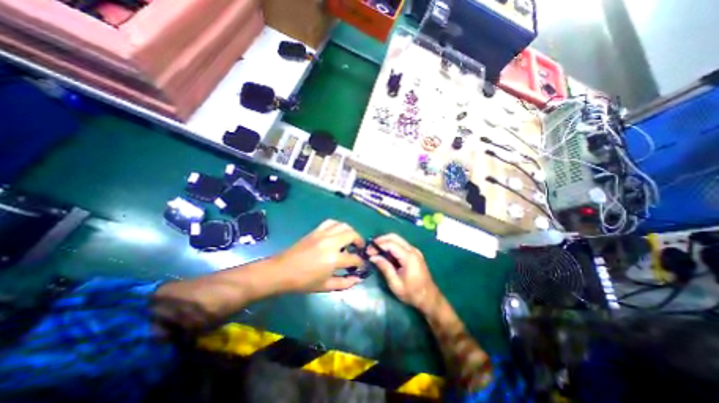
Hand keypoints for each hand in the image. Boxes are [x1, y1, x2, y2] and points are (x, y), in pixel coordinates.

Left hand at [272, 221, 367, 291]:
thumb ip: (344, 283)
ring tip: (350, 239)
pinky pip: (331, 222)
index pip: (354, 258)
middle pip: (352, 235)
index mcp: (333, 258)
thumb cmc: (303, 282)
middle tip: (359, 248)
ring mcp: (323, 234)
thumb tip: (358, 278)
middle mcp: (331, 242)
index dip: (360, 262)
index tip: (361, 265)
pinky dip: (338, 225)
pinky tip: (337, 233)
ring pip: (343, 225)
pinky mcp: (316, 230)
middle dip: (359, 241)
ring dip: (350, 231)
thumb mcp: (325, 286)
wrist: (282, 271)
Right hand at [368, 233, 440, 310]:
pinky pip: (400, 244)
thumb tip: (372, 257)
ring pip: (397, 239)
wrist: (430, 298)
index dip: (378, 245)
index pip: (390, 244)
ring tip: (375, 250)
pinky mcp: (414, 253)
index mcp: (409, 257)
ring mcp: (414, 250)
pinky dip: (391, 245)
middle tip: (370, 248)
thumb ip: (385, 268)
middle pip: (394, 237)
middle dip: (381, 240)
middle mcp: (412, 250)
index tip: (368, 251)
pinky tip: (384, 253)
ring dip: (385, 242)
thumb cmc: (412, 293)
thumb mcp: (395, 284)